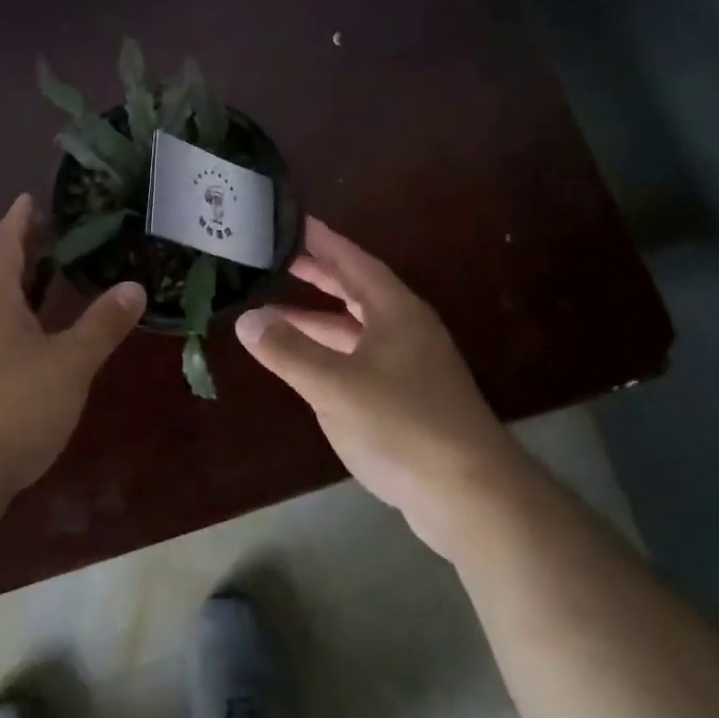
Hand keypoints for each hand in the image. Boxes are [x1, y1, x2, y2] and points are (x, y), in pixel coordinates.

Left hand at [0, 194, 144, 505]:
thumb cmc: (10, 405)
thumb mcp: (69, 363)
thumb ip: (102, 325)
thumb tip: (135, 287)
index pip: (3, 245)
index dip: (17, 220)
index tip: (28, 197)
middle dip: (22, 253)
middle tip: (53, 235)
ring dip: (21, 292)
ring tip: (53, 283)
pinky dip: (20, 327)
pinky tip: (41, 345)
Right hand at [237, 217, 509, 558]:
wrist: (472, 497)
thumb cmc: (404, 425)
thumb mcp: (335, 385)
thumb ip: (289, 350)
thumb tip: (246, 318)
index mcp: (394, 310)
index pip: (352, 260)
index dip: (321, 239)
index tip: (291, 219)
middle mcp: (404, 328)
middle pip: (354, 289)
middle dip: (316, 274)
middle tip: (275, 258)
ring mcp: (409, 364)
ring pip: (355, 327)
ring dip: (317, 317)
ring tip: (273, 310)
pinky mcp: (408, 398)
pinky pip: (358, 357)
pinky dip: (329, 351)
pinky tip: (306, 363)